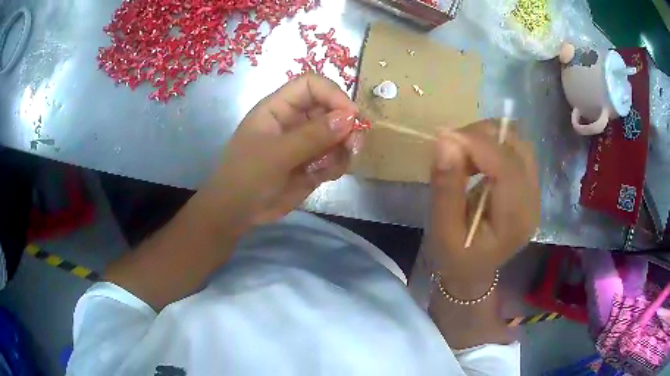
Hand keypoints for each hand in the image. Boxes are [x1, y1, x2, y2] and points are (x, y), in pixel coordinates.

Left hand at [200, 73, 361, 230]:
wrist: (237, 212)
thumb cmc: (247, 176)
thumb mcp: (276, 154)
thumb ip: (313, 135)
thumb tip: (350, 117)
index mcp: (279, 108)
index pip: (311, 85)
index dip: (333, 94)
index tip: (352, 115)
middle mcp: (295, 120)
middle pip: (330, 108)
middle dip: (345, 124)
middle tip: (353, 145)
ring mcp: (305, 142)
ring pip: (338, 134)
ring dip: (344, 147)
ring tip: (334, 166)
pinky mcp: (312, 163)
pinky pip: (335, 156)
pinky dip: (337, 164)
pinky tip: (326, 176)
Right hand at [427, 120, 539, 295]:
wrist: (473, 272)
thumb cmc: (455, 258)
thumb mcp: (443, 230)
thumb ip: (446, 187)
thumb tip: (445, 141)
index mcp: (515, 221)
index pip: (507, 167)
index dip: (478, 144)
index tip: (445, 136)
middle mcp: (533, 203)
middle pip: (518, 148)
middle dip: (484, 137)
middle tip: (453, 148)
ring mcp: (534, 193)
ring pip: (518, 144)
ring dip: (489, 139)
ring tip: (463, 154)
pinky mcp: (528, 187)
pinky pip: (515, 151)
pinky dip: (493, 145)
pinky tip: (476, 160)